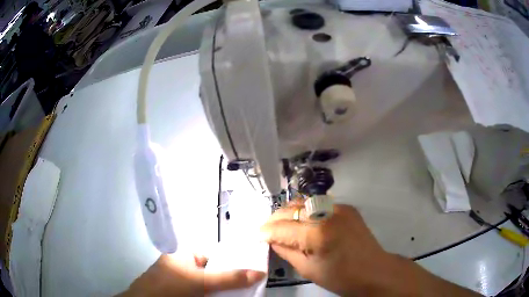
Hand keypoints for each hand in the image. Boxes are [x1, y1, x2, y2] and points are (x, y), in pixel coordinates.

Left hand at [118, 254, 264, 296]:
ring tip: (244, 292)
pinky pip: (202, 291)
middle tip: (252, 284)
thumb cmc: (170, 286)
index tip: (253, 270)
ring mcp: (182, 280)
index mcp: (186, 255)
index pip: (216, 255)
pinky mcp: (181, 291)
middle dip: (231, 278)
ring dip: (224, 288)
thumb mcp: (201, 282)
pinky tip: (223, 296)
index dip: (234, 262)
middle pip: (214, 271)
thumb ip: (229, 278)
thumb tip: (260, 272)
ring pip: (209, 283)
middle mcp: (184, 265)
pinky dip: (213, 294)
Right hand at [260, 202, 388, 295]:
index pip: (282, 227)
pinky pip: (319, 204)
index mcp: (317, 234)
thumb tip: (271, 239)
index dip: (266, 231)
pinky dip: (306, 211)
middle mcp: (327, 213)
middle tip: (267, 229)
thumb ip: (286, 251)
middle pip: (291, 209)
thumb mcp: (308, 269)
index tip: (257, 235)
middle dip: (275, 219)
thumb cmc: (340, 277)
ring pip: (303, 202)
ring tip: (283, 224)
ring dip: (289, 212)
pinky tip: (304, 222)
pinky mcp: (346, 206)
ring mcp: (339, 207)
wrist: (374, 270)